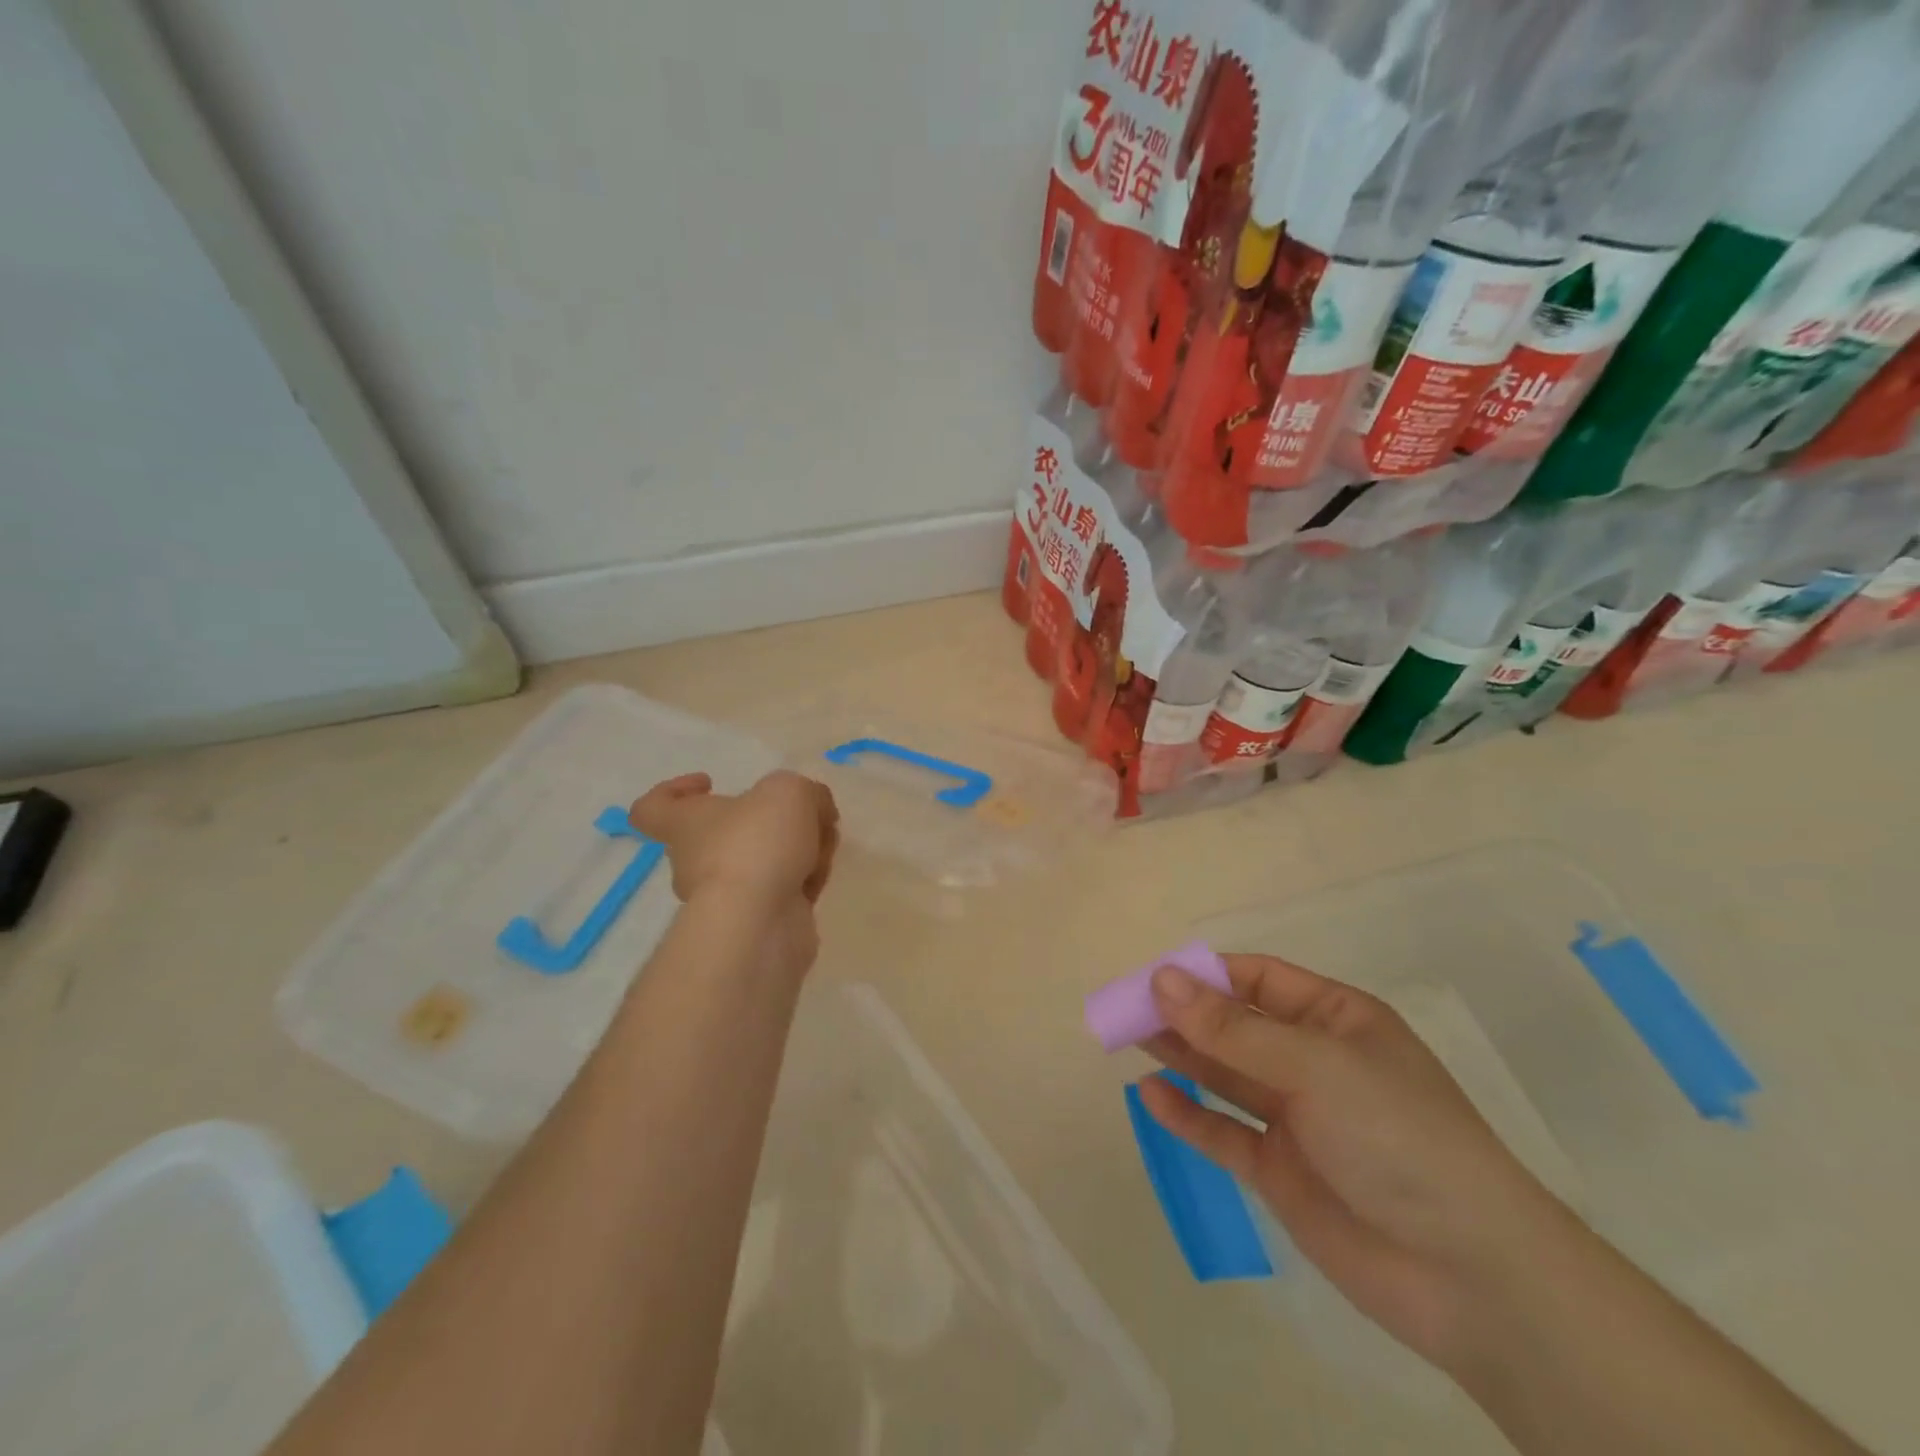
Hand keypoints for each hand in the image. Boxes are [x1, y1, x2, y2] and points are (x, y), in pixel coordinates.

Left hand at [628, 770, 839, 966]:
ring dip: (797, 851)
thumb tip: (817, 808)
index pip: (651, 808)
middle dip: (772, 824)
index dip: (674, 790)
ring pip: (763, 861)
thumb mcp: (789, 791)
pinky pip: (781, 892)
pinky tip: (818, 878)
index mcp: (685, 823)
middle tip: (804, 818)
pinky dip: (801, 882)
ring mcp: (725, 895)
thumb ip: (805, 792)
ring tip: (822, 848)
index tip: (710, 782)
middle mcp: (695, 860)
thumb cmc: (757, 842)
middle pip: (727, 833)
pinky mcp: (754, 921)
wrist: (760, 921)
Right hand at [1139, 954, 1577, 1375]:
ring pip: (1224, 1074)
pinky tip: (1150, 1096)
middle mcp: (1313, 1061)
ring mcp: (1296, 1118)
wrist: (1470, 1276)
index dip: (1206, 974)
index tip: (1154, 978)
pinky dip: (1188, 1115)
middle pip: (1234, 1025)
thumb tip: (1161, 980)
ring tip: (1126, 1038)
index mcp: (1337, 1020)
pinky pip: (1224, 1132)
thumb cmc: (1398, 1136)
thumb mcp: (1314, 1066)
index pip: (1259, 979)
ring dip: (1179, 1056)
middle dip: (1183, 1014)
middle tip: (1124, 1009)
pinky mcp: (1281, 1171)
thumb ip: (1232, 1029)